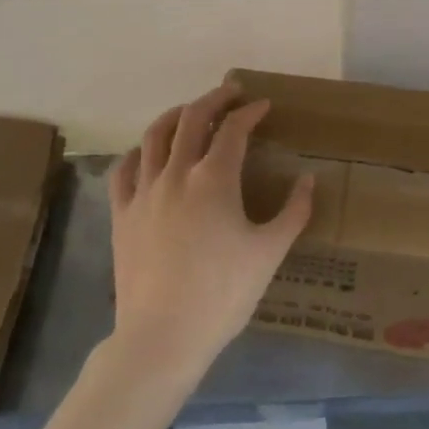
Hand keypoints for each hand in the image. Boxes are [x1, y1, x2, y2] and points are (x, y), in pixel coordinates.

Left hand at [107, 82, 314, 376]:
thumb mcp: (270, 253)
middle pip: (191, 119)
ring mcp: (143, 192)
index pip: (233, 129)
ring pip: (154, 135)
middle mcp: (176, 174)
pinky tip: (148, 153)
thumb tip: (308, 179)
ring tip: (190, 111)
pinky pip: (124, 169)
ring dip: (175, 115)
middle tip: (231, 92)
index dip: (250, 112)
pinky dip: (139, 151)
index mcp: (214, 179)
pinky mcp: (121, 215)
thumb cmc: (223, 293)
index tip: (263, 106)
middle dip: (214, 99)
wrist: (162, 336)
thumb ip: (294, 211)